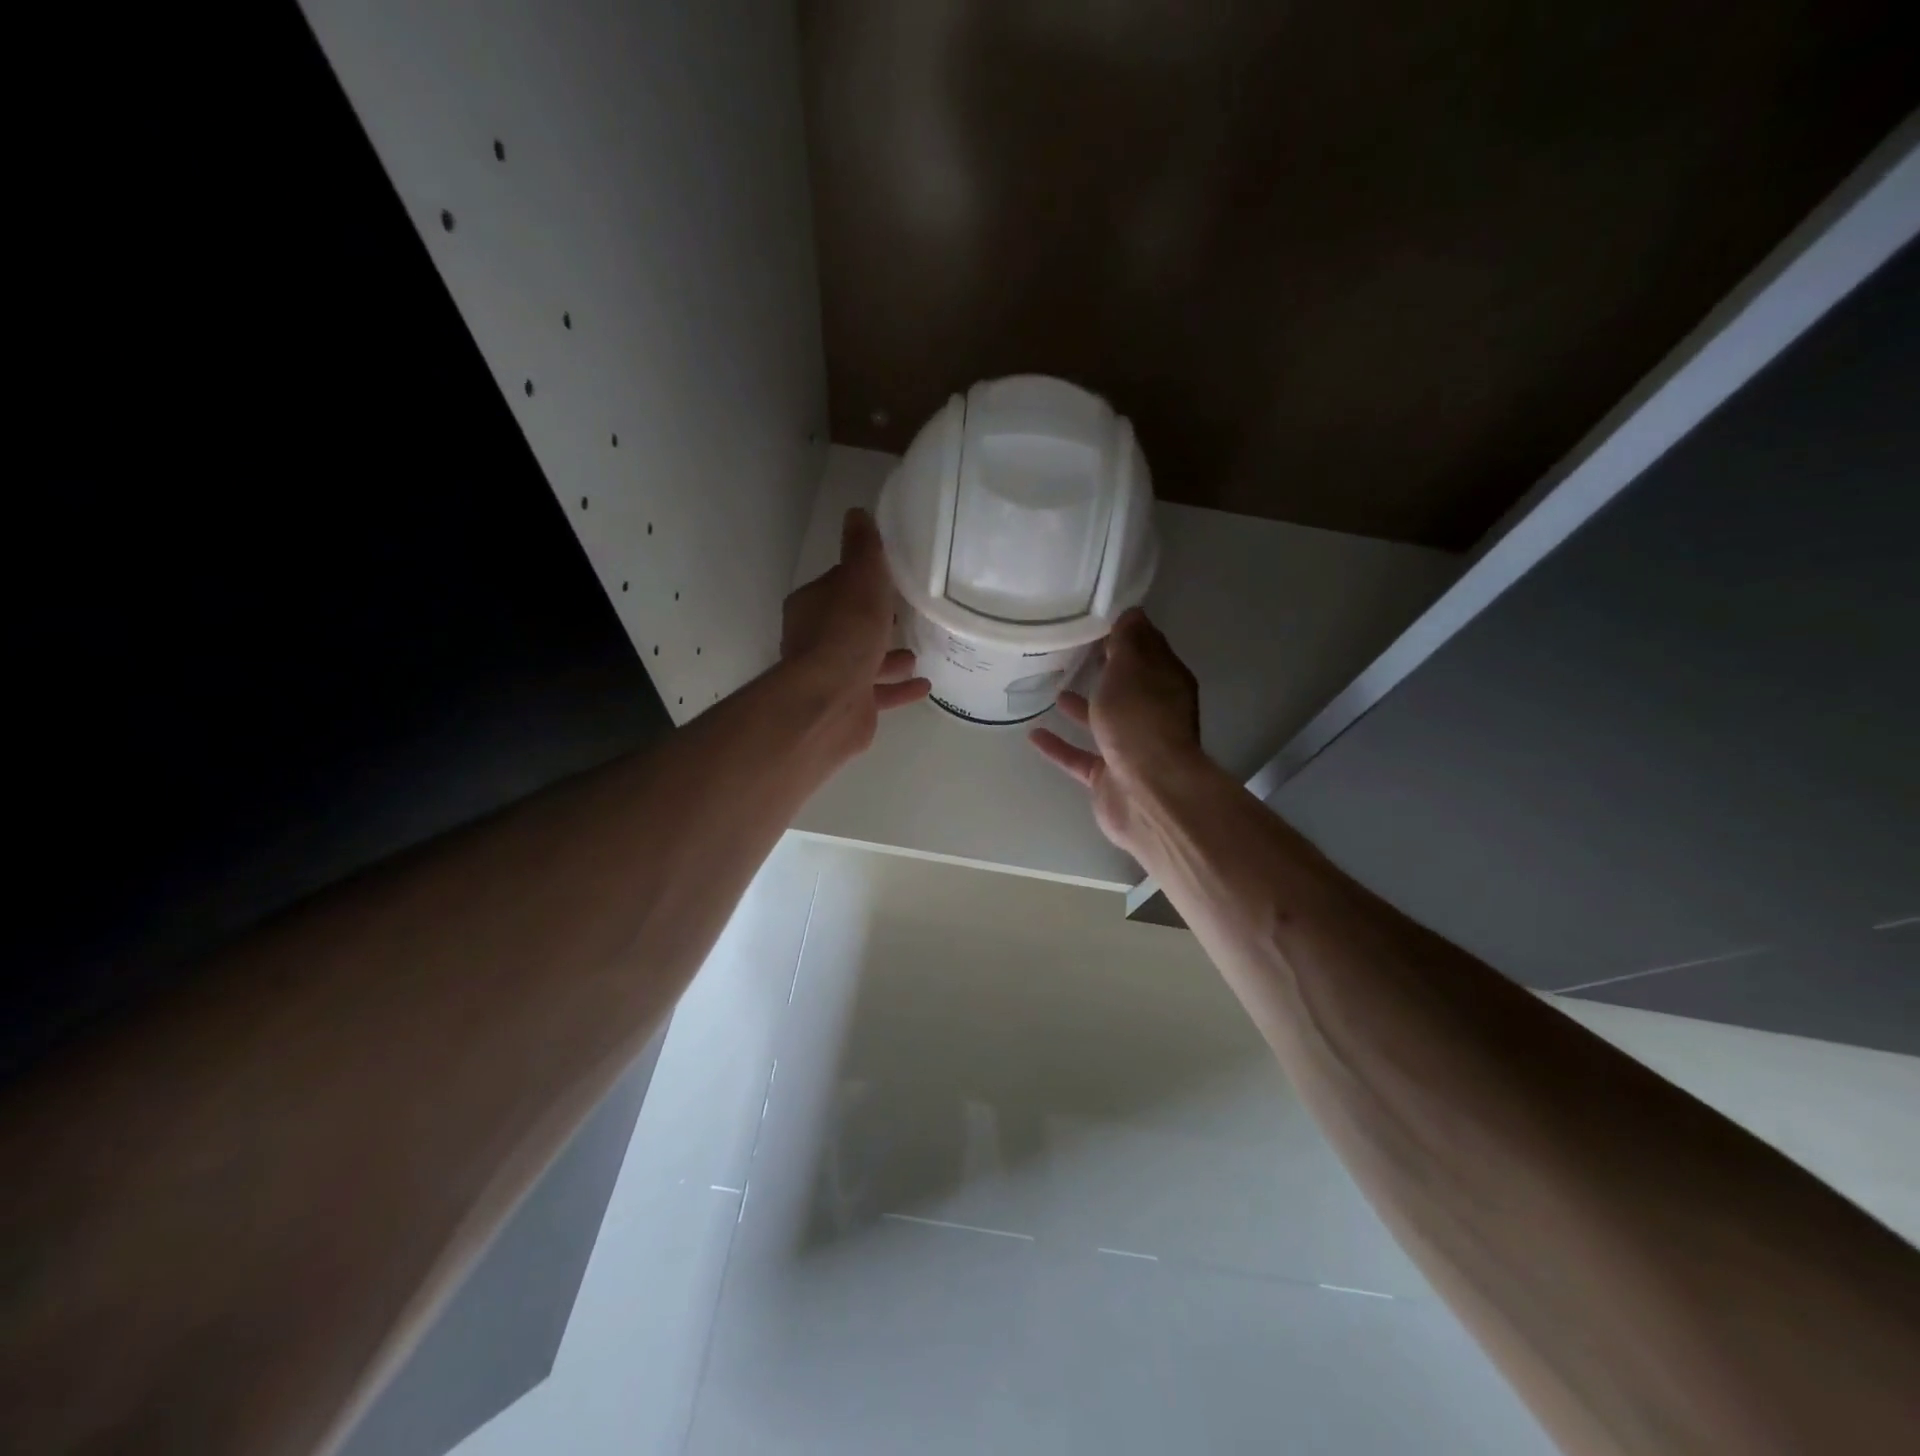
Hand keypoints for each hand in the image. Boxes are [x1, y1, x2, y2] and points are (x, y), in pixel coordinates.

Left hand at [782, 508, 929, 751]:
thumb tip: (856, 513)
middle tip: (909, 614)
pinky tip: (924, 685)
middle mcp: (816, 641)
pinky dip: (899, 688)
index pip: (840, 585)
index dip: (865, 580)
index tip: (892, 578)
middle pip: (852, 625)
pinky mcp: (849, 707)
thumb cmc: (846, 634)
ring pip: (865, 661)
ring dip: (891, 657)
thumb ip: (863, 550)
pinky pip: (879, 693)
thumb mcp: (860, 580)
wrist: (831, 702)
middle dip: (878, 621)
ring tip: (920, 651)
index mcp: (812, 606)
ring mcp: (832, 677)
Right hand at [1029, 609, 1202, 858]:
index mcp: (1164, 682)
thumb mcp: (1132, 667)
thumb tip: (1131, 612)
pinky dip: (1059, 745)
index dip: (1123, 633)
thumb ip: (1128, 640)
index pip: (1146, 649)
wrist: (1147, 793)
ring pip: (1103, 720)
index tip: (1093, 619)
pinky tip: (1033, 734)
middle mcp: (1152, 713)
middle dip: (1103, 669)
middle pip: (1125, 685)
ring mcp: (1130, 747)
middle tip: (1069, 649)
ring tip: (1051, 686)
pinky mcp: (1109, 776)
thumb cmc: (1140, 720)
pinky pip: (1079, 755)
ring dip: (1081, 705)